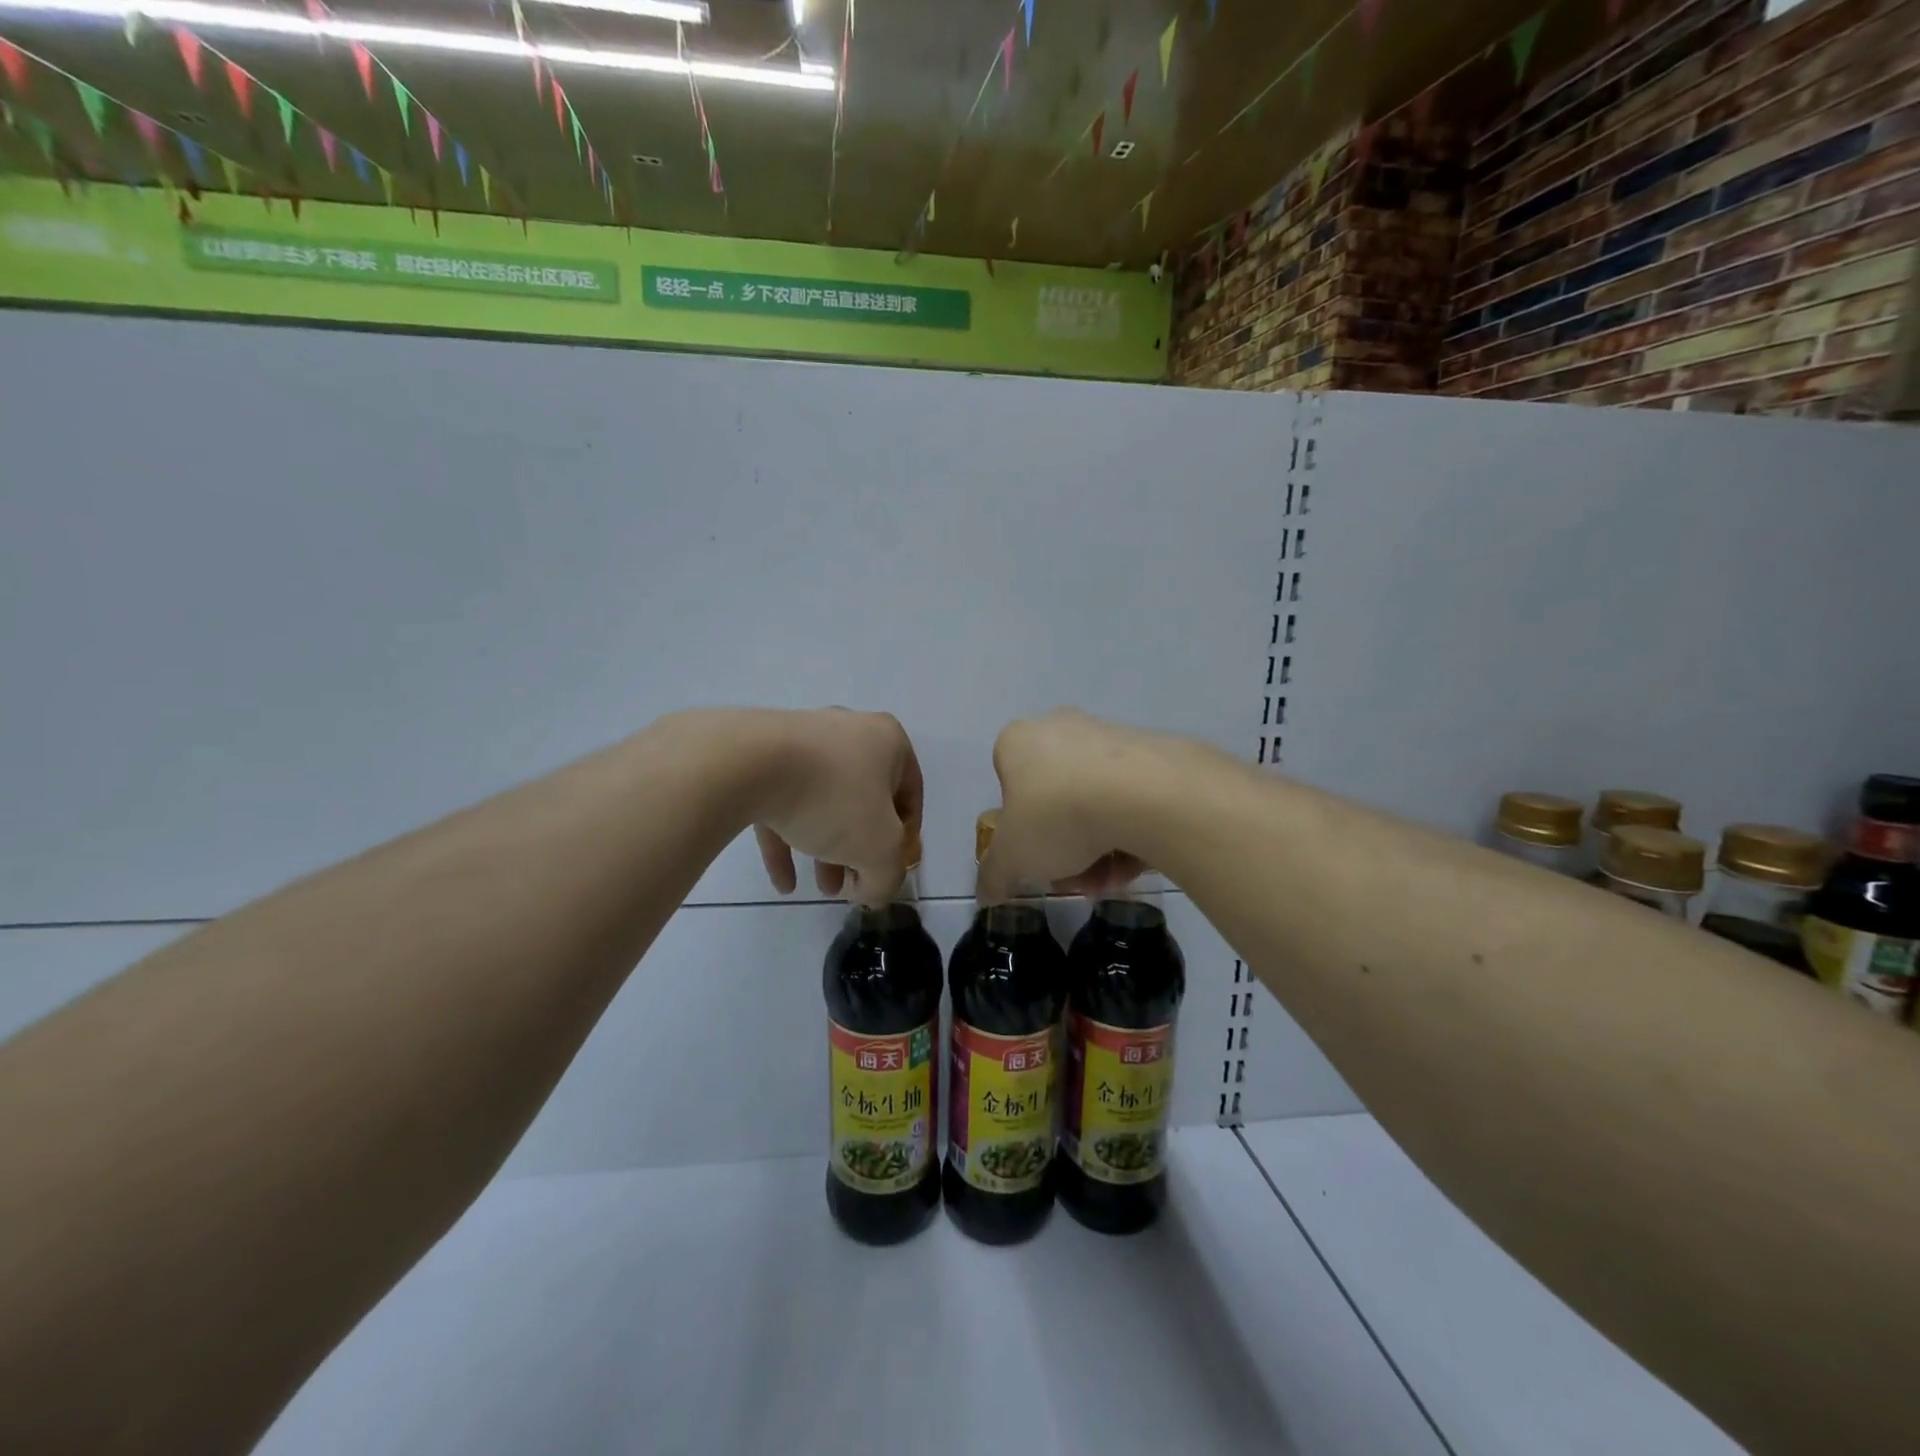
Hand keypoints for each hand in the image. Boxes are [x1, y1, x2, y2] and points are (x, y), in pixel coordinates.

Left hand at [752, 709, 922, 906]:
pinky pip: (783, 801)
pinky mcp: (763, 755)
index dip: (904, 840)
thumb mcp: (879, 850)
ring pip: (823, 801)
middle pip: (864, 799)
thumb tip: (873, 891)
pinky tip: (783, 882)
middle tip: (851, 883)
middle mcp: (849, 731)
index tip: (887, 871)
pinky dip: (787, 839)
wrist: (750, 763)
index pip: (910, 795)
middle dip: (859, 848)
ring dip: (825, 847)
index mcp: (888, 741)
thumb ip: (886, 877)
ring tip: (820, 888)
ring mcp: (803, 740)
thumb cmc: (835, 798)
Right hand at [977, 709, 1166, 902]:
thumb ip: (994, 876)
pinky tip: (1138, 862)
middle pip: (1054, 795)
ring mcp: (1109, 736)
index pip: (1007, 781)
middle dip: (1063, 844)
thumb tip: (986, 894)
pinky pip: (1131, 797)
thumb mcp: (1011, 858)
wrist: (1144, 794)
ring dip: (1098, 846)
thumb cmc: (1056, 815)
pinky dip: (1130, 831)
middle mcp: (1061, 727)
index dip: (1018, 824)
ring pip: (1094, 800)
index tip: (1033, 854)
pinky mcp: (1151, 752)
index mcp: (1018, 741)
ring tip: (1111, 880)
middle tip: (1074, 877)